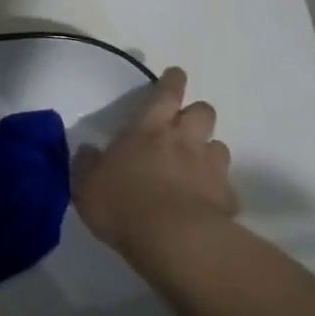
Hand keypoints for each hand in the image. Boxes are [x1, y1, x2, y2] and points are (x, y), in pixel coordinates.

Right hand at [73, 67, 236, 260]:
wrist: (173, 240)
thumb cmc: (122, 204)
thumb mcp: (86, 185)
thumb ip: (87, 164)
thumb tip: (89, 150)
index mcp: (148, 130)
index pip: (165, 94)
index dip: (172, 82)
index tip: (176, 75)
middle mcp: (183, 141)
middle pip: (202, 111)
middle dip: (196, 113)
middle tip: (184, 125)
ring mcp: (210, 169)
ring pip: (219, 146)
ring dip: (209, 151)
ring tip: (197, 166)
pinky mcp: (227, 199)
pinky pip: (226, 188)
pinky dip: (218, 191)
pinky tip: (207, 204)